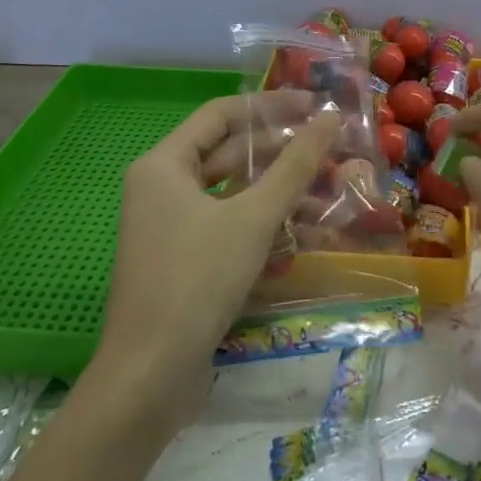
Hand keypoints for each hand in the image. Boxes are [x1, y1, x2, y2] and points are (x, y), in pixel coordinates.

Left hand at [97, 92, 341, 419]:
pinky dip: (261, 225)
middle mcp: (161, 188)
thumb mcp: (253, 217)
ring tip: (327, 190)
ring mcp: (169, 227)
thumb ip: (295, 166)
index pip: (221, 114)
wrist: (150, 375)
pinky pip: (226, 226)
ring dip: (276, 192)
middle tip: (329, 148)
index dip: (270, 105)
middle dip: (279, 152)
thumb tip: (330, 117)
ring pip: (231, 194)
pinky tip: (301, 235)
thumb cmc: (197, 280)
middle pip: (227, 153)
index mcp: (164, 165)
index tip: (314, 106)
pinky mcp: (182, 261)